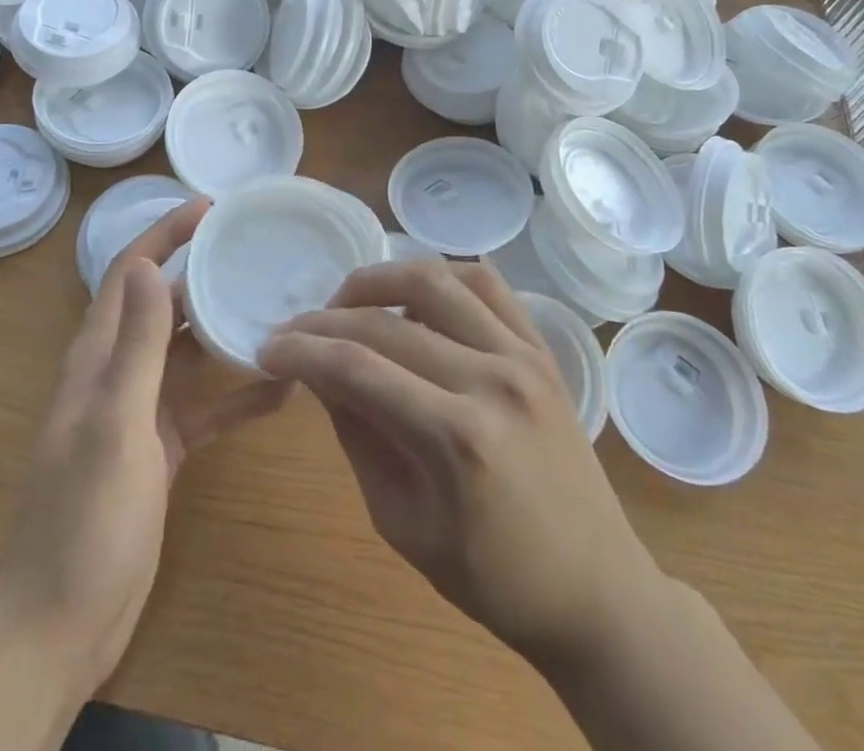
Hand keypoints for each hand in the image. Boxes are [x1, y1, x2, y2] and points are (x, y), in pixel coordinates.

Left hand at [0, 199, 292, 699]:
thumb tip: (151, 264)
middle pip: (160, 304)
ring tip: (275, 306)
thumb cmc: (85, 519)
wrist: (62, 626)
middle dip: (199, 271)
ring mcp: (138, 412)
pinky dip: (236, 395)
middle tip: (253, 249)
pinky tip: (282, 392)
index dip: (163, 234)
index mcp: (96, 358)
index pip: (128, 273)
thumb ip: (136, 346)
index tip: (208, 207)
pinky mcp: (160, 449)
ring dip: (222, 329)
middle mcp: (116, 373)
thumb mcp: (116, 425)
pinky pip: (204, 407)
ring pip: (185, 353)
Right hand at [258, 258, 660, 672]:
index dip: (301, 351)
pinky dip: (441, 275)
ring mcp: (523, 355)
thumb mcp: (402, 522)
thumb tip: (318, 373)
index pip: (357, 367)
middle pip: (386, 320)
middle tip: (294, 331)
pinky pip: (486, 283)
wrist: (596, 589)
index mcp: (456, 438)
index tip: (267, 350)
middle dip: (326, 320)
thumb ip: (358, 435)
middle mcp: (491, 379)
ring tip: (347, 301)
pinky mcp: (542, 348)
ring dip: (378, 280)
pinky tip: (413, 294)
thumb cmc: (493, 577)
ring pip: (435, 279)